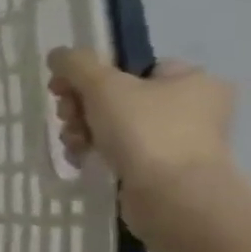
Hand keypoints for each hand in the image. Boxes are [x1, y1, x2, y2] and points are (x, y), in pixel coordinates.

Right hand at [46, 48, 235, 199]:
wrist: (173, 197)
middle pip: (116, 95)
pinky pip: (118, 150)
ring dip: (82, 129)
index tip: (64, 88)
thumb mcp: (103, 85)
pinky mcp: (161, 168)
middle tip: (68, 117)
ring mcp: (177, 140)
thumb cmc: (145, 130)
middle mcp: (191, 107)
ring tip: (74, 142)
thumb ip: (76, 63)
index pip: (132, 66)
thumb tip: (58, 55)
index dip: (92, 75)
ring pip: (112, 124)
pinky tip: (81, 157)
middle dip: (81, 106)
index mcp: (191, 80)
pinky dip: (95, 151)